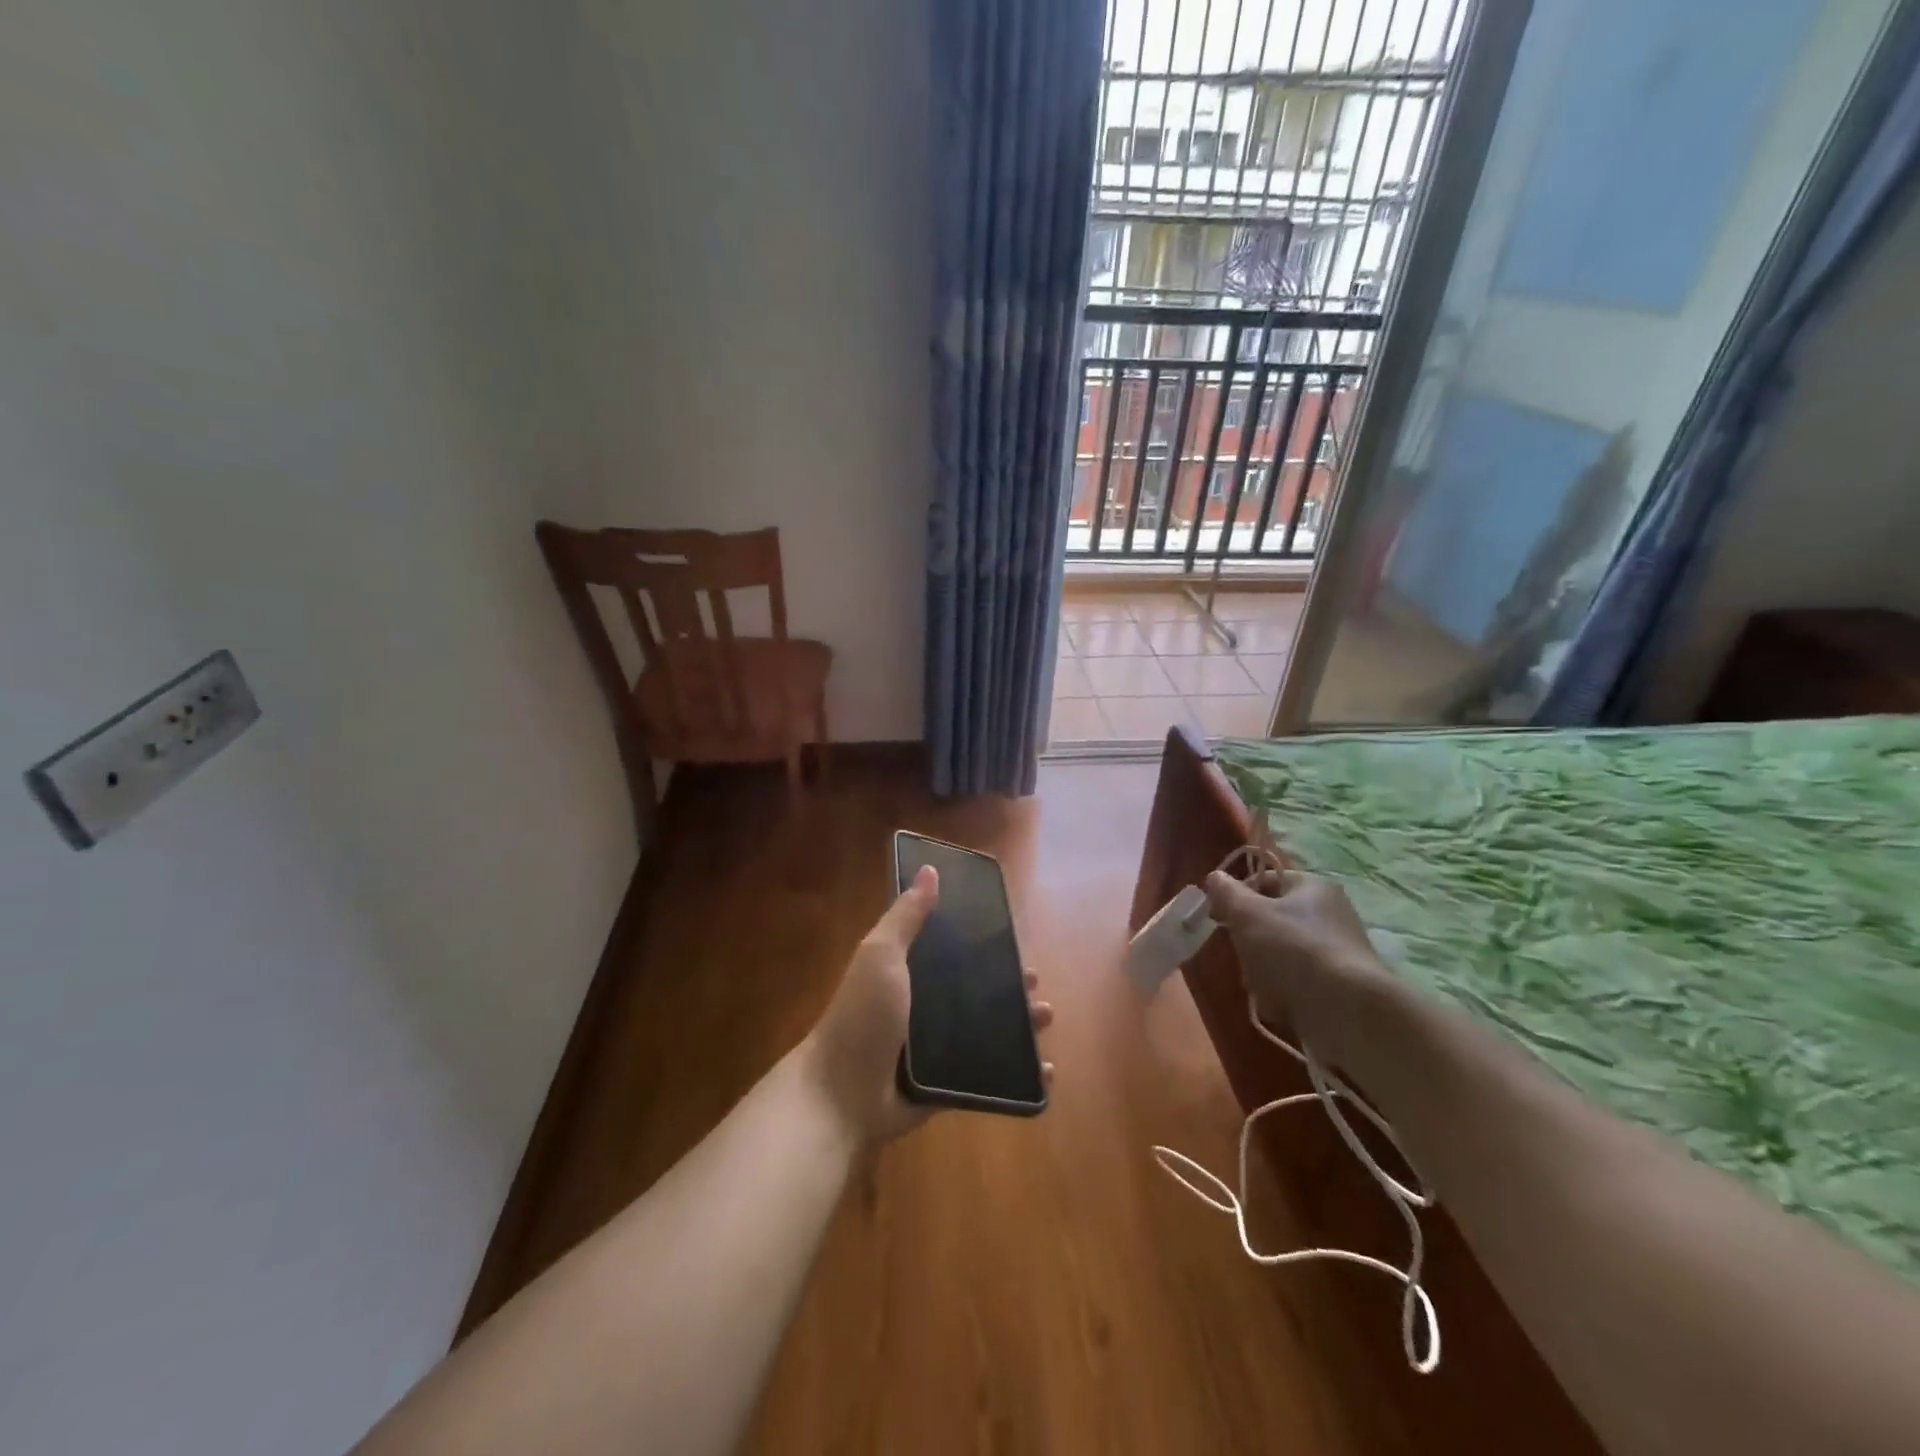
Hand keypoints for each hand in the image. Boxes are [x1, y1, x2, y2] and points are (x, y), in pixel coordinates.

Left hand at [802, 864, 1054, 1144]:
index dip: (983, 946)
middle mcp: (924, 1010)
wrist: (842, 1095)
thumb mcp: (882, 956)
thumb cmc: (863, 1017)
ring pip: (988, 1033)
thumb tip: (930, 869)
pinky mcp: (946, 1087)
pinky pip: (989, 1077)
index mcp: (910, 975)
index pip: (953, 954)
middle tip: (1035, 984)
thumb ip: (906, 916)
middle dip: (1009, 987)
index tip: (1014, 939)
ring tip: (1046, 1017)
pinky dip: (1019, 1075)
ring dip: (1020, 1025)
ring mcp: (936, 1052)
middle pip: (976, 993)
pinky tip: (1044, 1072)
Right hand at [1203, 867, 1390, 1044]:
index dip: (1237, 895)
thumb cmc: (1292, 949)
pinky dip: (1282, 992)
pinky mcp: (1339, 986)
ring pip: (1279, 954)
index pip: (1265, 879)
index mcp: (1312, 887)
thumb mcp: (1247, 914)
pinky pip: (1296, 982)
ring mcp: (1336, 952)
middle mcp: (1330, 914)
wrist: (1347, 1012)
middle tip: (1241, 954)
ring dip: (1261, 970)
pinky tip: (1278, 1004)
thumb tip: (1215, 878)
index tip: (1219, 917)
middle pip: (1271, 920)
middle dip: (1249, 940)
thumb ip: (1226, 892)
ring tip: (1260, 985)